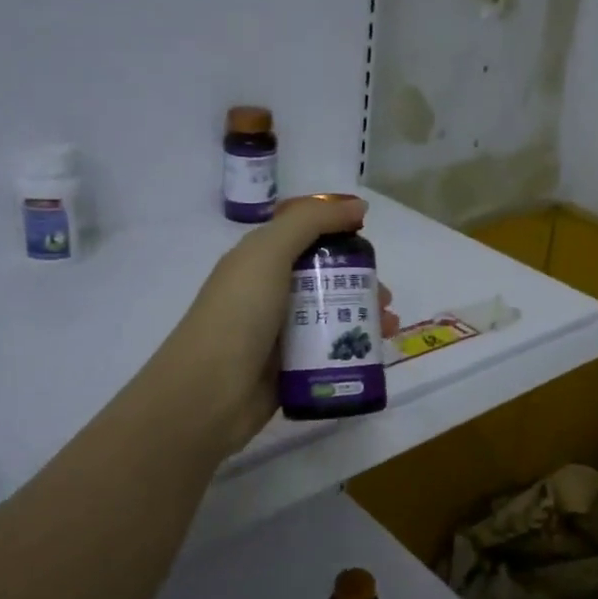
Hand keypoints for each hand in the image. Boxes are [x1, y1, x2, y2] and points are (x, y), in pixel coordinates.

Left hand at [150, 196, 398, 456]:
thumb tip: (358, 205)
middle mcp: (269, 293)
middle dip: (360, 282)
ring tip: (388, 326)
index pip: (306, 238)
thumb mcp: (269, 253)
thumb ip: (311, 222)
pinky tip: (377, 353)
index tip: (370, 247)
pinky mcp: (291, 368)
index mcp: (259, 260)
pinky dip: (354, 348)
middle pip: (324, 278)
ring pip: (331, 315)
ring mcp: (280, 333)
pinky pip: (329, 351)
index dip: (339, 237)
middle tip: (385, 296)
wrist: (209, 392)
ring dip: (364, 316)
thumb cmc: (239, 313)